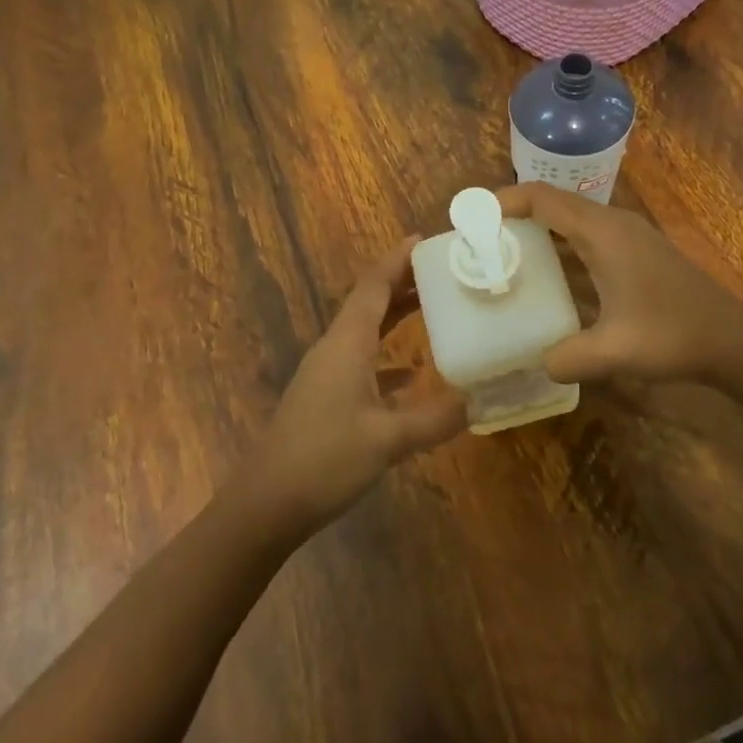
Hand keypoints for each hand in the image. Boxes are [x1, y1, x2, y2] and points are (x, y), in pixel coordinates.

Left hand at [238, 236, 465, 533]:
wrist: (267, 503)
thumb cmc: (325, 459)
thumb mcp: (388, 440)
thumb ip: (434, 419)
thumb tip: (476, 401)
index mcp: (347, 343)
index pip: (373, 286)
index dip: (397, 260)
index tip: (424, 240)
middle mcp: (335, 349)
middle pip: (370, 303)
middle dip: (402, 283)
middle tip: (441, 271)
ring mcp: (327, 374)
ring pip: (365, 331)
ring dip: (396, 316)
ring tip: (433, 308)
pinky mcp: (325, 398)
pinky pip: (362, 361)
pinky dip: (388, 356)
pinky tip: (411, 374)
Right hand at [496, 182, 742, 386]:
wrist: (733, 341)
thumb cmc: (674, 336)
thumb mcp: (615, 351)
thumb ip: (566, 358)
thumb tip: (537, 363)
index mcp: (603, 233)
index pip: (542, 198)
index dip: (503, 201)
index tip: (471, 219)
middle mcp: (612, 224)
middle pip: (552, 204)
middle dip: (513, 217)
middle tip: (479, 243)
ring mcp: (626, 237)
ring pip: (569, 221)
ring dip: (536, 233)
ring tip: (502, 258)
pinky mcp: (634, 254)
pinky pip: (584, 239)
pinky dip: (558, 249)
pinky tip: (545, 279)